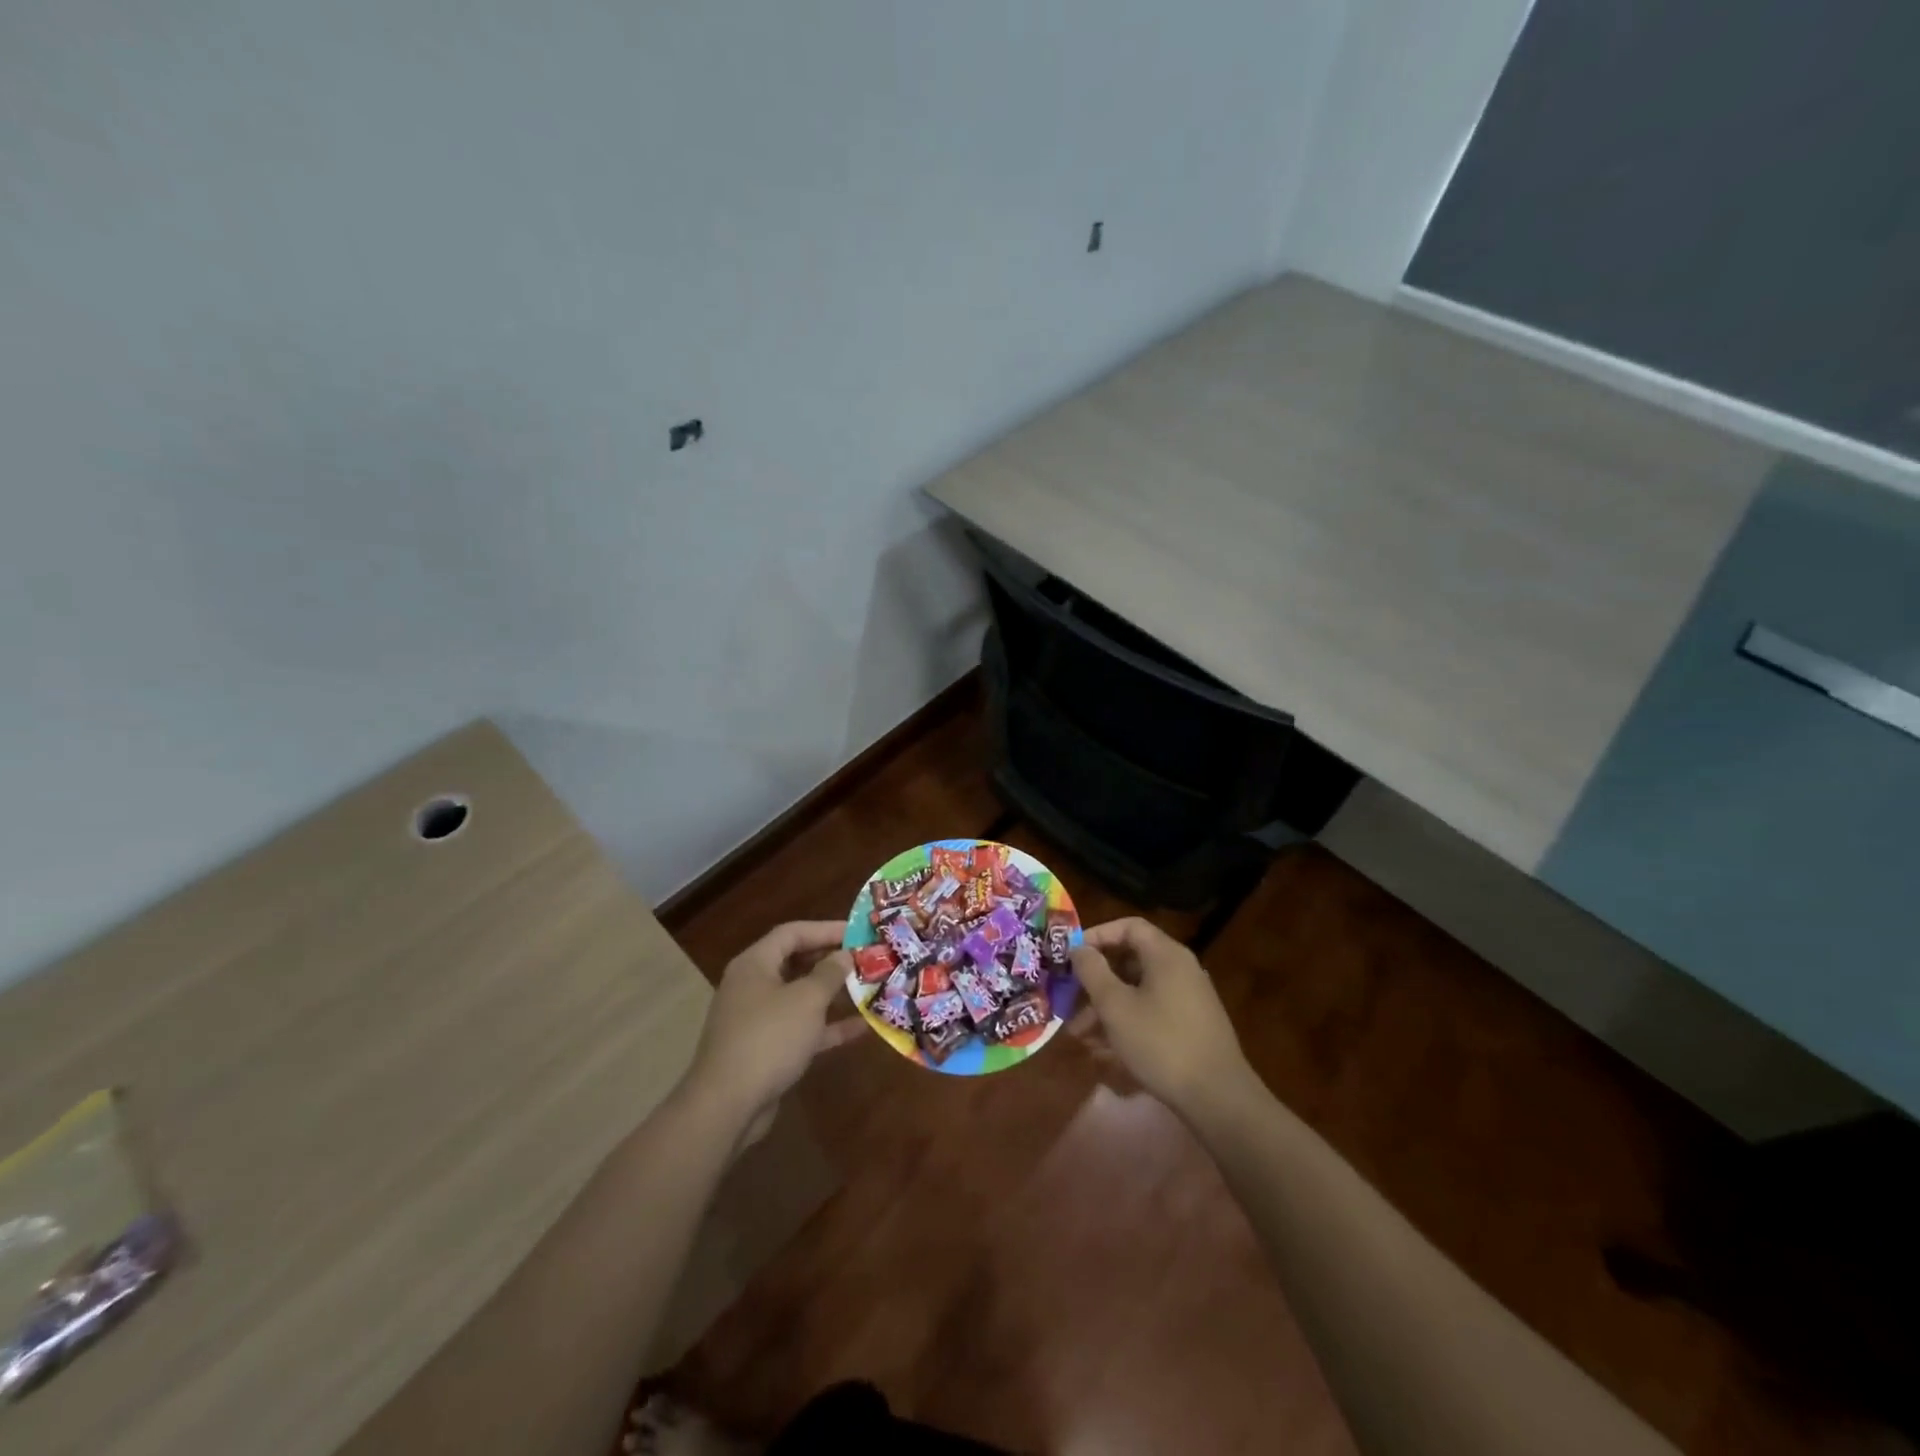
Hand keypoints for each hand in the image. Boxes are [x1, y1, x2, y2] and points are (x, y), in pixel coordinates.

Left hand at [685, 921, 849, 1125]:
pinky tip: (861, 1028)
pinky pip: (801, 1028)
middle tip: (865, 960)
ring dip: (833, 994)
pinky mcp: (766, 1050)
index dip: (826, 929)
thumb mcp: (806, 1000)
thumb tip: (844, 955)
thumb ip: (829, 973)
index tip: (858, 933)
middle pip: (796, 963)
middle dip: (831, 961)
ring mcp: (758, 1020)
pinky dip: (827, 1026)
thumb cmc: (768, 1038)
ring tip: (868, 988)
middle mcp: (753, 986)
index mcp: (755, 964)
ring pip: (800, 997)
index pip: (792, 933)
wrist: (726, 1106)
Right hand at [1071, 918, 1259, 1120]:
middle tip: (1069, 1002)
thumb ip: (1092, 971)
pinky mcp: (1191, 1028)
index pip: (1128, 927)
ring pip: (1138, 992)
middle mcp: (1180, 970)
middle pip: (1130, 962)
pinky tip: (1104, 1052)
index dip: (1097, 935)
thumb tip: (1079, 948)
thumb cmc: (1161, 1043)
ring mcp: (1188, 1000)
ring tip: (1080, 1037)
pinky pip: (1151, 1014)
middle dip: (1096, 982)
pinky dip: (1127, 1024)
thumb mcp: (1116, 1006)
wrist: (1218, 1098)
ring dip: (1106, 1009)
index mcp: (1166, 955)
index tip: (1072, 956)